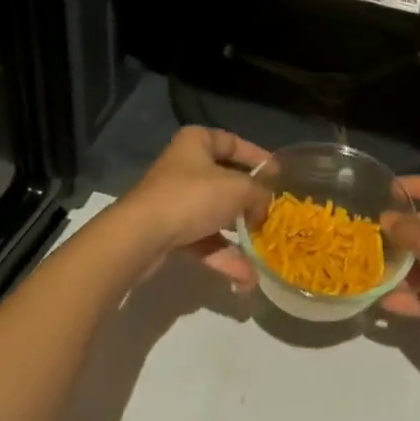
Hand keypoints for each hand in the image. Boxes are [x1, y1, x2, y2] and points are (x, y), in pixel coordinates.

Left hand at [108, 126, 266, 284]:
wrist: (141, 237)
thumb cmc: (192, 197)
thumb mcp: (238, 189)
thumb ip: (259, 193)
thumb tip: (267, 205)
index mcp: (197, 143)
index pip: (233, 143)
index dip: (258, 158)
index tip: (279, 176)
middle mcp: (185, 166)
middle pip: (226, 181)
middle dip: (251, 202)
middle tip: (274, 215)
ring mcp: (175, 200)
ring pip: (216, 215)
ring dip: (240, 236)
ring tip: (264, 253)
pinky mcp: (169, 231)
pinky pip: (204, 240)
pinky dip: (224, 256)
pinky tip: (246, 278)